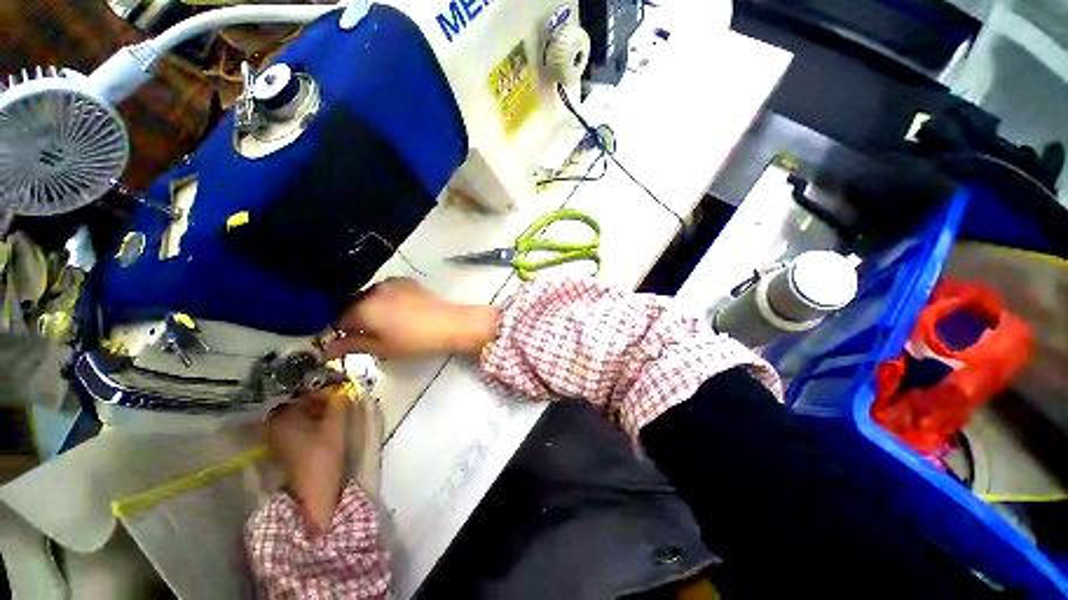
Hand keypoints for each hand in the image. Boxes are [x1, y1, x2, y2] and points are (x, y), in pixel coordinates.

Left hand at [265, 389, 348, 533]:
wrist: (314, 494)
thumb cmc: (323, 457)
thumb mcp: (336, 426)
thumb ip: (340, 403)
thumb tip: (343, 387)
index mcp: (281, 417)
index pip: (303, 392)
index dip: (324, 389)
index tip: (341, 392)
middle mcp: (273, 425)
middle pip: (300, 402)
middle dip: (322, 400)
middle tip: (341, 402)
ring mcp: (277, 438)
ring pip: (301, 414)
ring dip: (319, 411)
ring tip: (337, 414)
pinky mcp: (284, 448)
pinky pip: (299, 426)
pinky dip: (313, 422)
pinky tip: (327, 427)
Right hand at [325, 278, 498, 359]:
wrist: (450, 323)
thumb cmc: (415, 340)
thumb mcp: (382, 348)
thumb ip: (352, 346)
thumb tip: (327, 350)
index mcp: (362, 307)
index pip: (336, 318)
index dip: (338, 332)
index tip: (345, 342)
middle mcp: (372, 290)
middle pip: (352, 304)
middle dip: (354, 319)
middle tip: (364, 335)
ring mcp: (391, 283)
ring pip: (369, 296)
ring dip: (369, 308)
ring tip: (382, 324)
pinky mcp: (407, 281)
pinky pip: (386, 290)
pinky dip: (384, 300)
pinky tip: (396, 311)